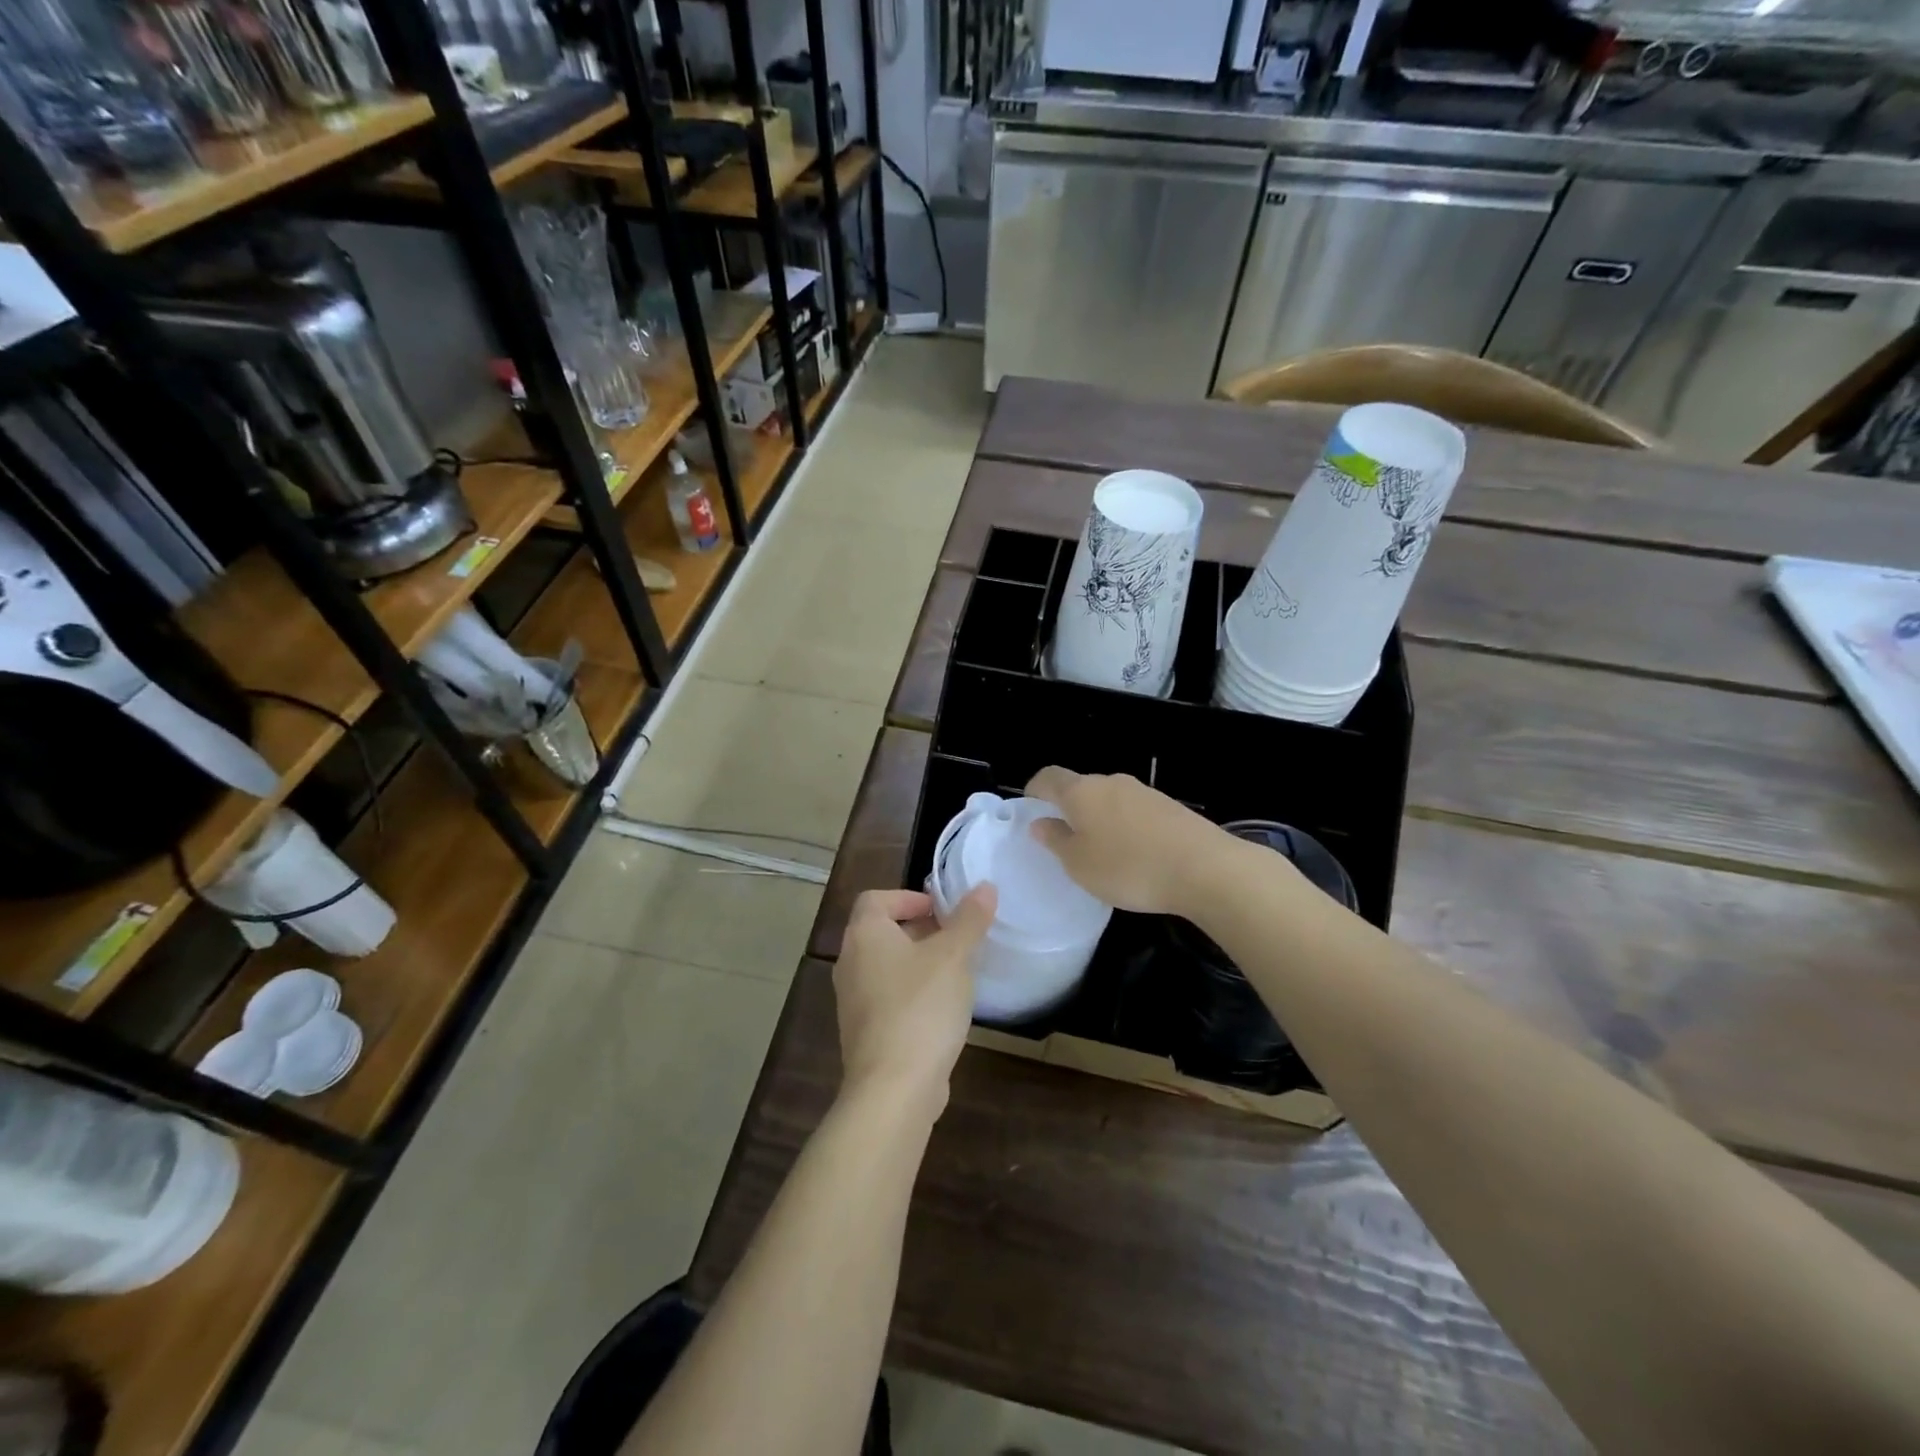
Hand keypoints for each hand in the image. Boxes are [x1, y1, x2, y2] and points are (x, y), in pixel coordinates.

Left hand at [833, 887, 996, 1116]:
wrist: (893, 1088)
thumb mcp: (953, 956)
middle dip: (920, 930)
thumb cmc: (920, 1008)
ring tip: (956, 971)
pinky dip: (913, 993)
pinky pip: (889, 998)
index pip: (875, 899)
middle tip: (957, 937)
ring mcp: (853, 1001)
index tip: (942, 910)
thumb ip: (969, 920)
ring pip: (887, 967)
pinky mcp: (865, 1033)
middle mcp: (851, 963)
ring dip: (919, 963)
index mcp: (864, 936)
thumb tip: (984, 887)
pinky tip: (943, 1010)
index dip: (908, 897)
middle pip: (881, 932)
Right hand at [1025, 767, 1235, 915]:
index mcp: (1081, 791)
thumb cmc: (1129, 867)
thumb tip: (1040, 823)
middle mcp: (1111, 782)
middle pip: (1080, 787)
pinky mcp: (1169, 807)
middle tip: (1065, 841)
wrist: (1204, 868)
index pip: (1048, 777)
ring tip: (1102, 853)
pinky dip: (1126, 828)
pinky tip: (1135, 856)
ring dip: (1099, 819)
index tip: (1031, 811)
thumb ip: (1056, 841)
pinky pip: (1134, 812)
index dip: (1034, 791)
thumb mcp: (1079, 864)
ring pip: (1109, 800)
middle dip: (1069, 809)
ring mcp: (1144, 792)